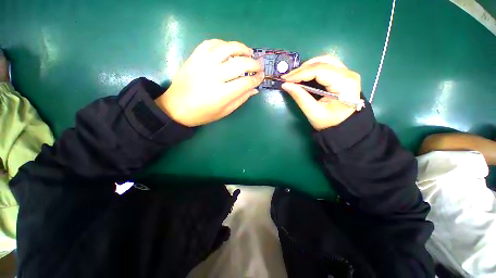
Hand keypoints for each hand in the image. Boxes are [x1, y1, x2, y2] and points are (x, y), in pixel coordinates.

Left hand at [155, 39, 263, 126]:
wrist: (176, 107)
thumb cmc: (202, 114)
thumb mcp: (224, 112)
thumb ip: (240, 99)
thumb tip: (254, 89)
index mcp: (221, 94)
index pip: (245, 82)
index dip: (256, 79)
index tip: (261, 77)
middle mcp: (213, 75)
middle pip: (240, 63)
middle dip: (254, 63)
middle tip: (259, 65)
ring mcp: (203, 63)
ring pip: (227, 48)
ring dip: (241, 48)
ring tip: (249, 52)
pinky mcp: (194, 57)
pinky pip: (211, 43)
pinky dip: (223, 43)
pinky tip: (229, 48)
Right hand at [281, 56, 360, 130]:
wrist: (343, 126)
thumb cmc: (329, 122)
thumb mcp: (313, 112)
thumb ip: (300, 97)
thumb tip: (285, 85)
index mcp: (344, 84)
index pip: (320, 70)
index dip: (300, 73)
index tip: (285, 79)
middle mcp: (348, 74)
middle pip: (323, 62)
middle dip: (302, 69)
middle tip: (287, 78)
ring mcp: (347, 72)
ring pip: (324, 61)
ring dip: (307, 67)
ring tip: (294, 76)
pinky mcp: (343, 74)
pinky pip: (327, 65)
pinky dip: (313, 68)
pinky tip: (303, 75)